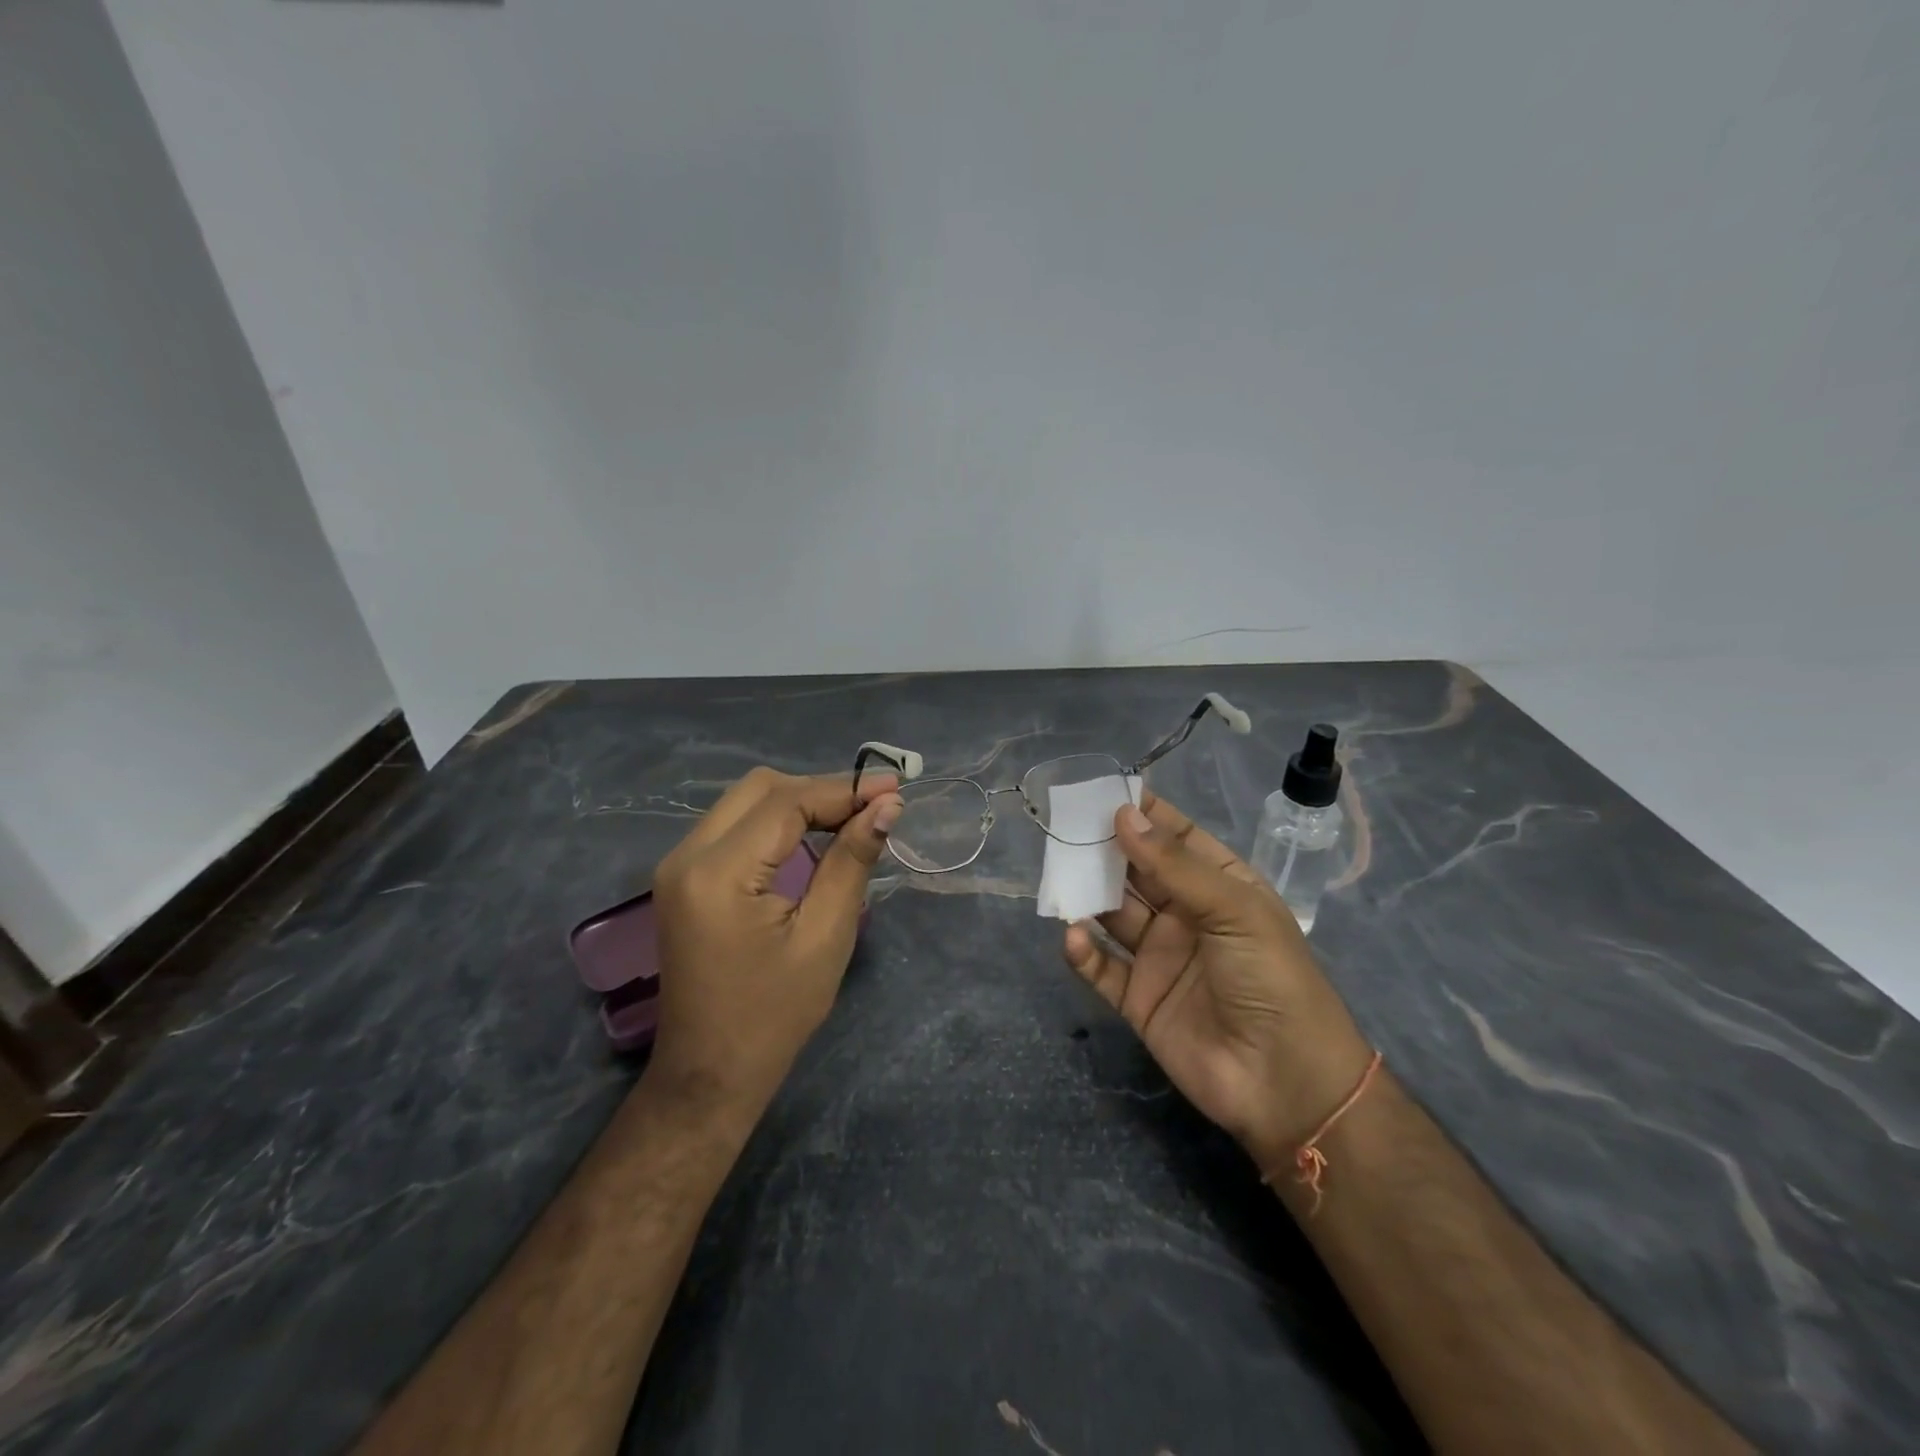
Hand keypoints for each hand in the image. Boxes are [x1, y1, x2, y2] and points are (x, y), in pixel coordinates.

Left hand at [650, 768, 902, 1119]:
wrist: (710, 1073)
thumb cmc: (774, 1015)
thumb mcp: (825, 937)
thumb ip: (852, 861)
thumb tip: (887, 807)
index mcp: (718, 873)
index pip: (786, 802)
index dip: (843, 788)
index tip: (894, 788)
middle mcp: (687, 855)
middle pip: (760, 788)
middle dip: (820, 789)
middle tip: (872, 807)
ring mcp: (678, 864)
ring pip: (745, 801)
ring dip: (799, 801)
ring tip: (851, 818)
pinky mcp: (683, 877)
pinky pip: (734, 825)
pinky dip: (777, 822)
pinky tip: (813, 835)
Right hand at [1062, 790, 1372, 1175]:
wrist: (1285, 1083)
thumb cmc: (1271, 979)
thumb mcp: (1233, 910)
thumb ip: (1174, 865)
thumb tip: (1123, 814)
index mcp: (1220, 887)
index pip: (1177, 839)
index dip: (1144, 815)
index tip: (1103, 791)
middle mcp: (1186, 915)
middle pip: (1137, 872)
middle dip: (1105, 849)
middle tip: (1065, 828)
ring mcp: (1159, 957)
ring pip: (1113, 913)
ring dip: (1087, 894)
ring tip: (1059, 875)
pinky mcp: (1137, 998)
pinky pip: (1102, 967)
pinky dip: (1084, 951)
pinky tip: (1073, 937)